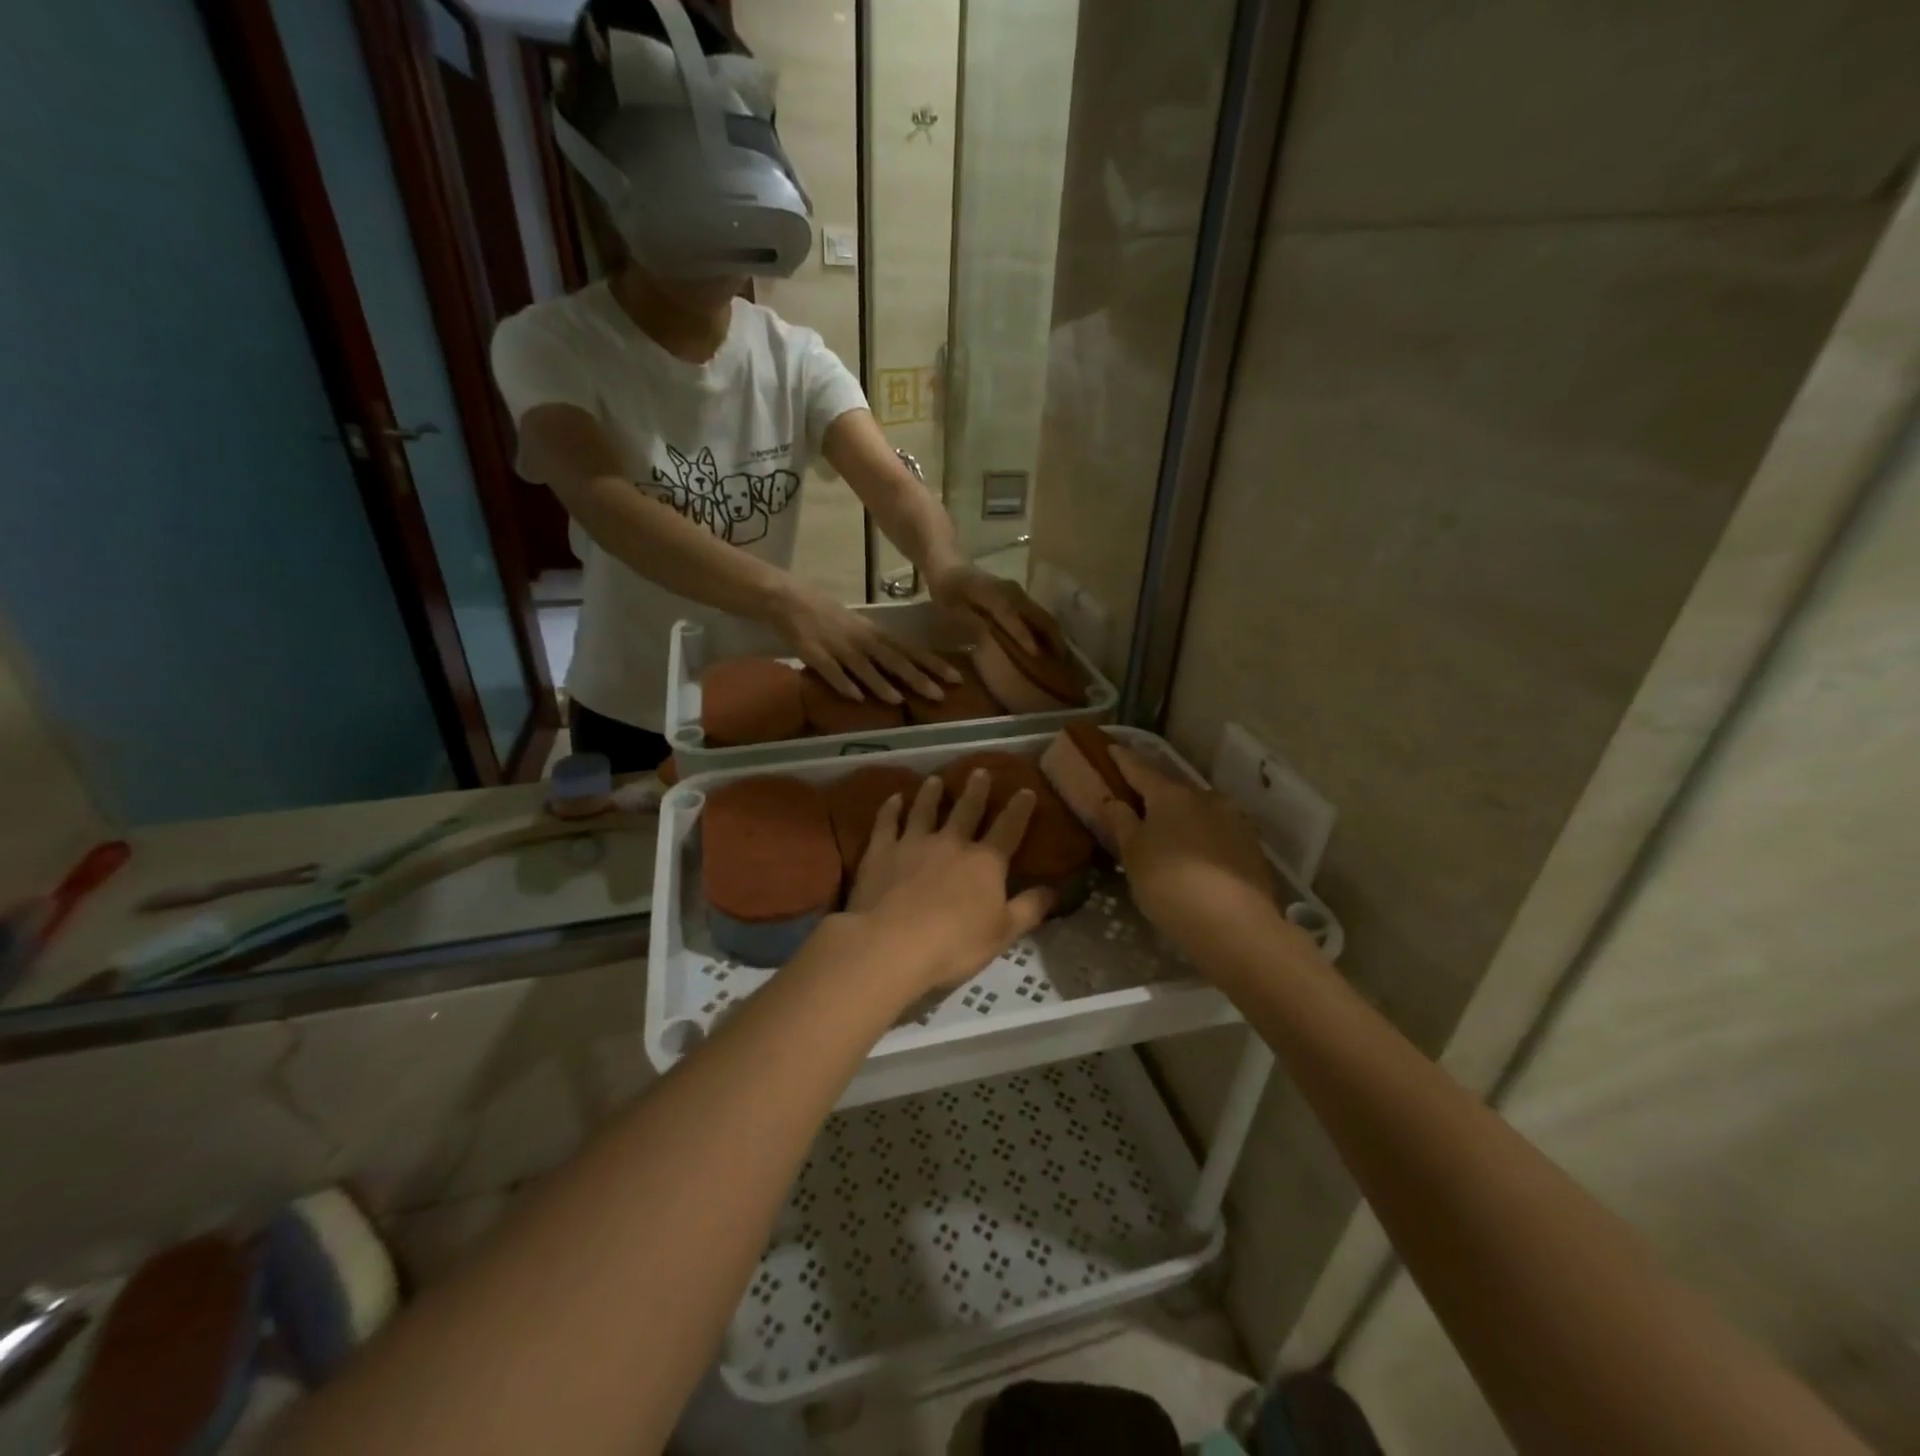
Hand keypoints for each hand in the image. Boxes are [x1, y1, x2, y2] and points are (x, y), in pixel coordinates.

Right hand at [768, 580, 960, 702]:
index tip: (956, 678)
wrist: (787, 598)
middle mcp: (861, 639)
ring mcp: (838, 646)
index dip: (933, 664)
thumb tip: (905, 665)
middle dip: (917, 678)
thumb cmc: (827, 613)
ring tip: (900, 700)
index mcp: (874, 632)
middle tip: (939, 695)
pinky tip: (855, 698)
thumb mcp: (859, 627)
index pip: (910, 650)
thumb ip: (880, 646)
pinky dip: (844, 683)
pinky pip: (831, 671)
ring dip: (881, 684)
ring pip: (864, 667)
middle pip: (894, 660)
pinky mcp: (814, 654)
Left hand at [847, 771, 1053, 996]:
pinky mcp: (881, 852)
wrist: (891, 944)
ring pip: (924, 810)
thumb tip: (1054, 890)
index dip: (1019, 810)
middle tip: (979, 771)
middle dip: (976, 791)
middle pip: (966, 811)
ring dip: (931, 794)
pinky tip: (893, 799)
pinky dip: (890, 809)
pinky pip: (887, 823)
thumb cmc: (955, 944)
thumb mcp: (1004, 933)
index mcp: (985, 862)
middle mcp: (951, 843)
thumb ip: (1030, 909)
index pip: (1008, 829)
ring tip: (935, 780)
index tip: (1025, 791)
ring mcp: (913, 843)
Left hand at [927, 564, 1066, 658]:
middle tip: (1062, 665)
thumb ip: (966, 622)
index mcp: (992, 593)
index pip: (1010, 614)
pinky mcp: (1021, 597)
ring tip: (1062, 660)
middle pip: (1038, 615)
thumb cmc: (947, 592)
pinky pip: (1038, 615)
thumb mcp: (949, 609)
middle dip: (1052, 639)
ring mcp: (1019, 593)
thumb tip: (985, 639)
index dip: (1022, 634)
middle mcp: (1011, 591)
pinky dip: (1047, 630)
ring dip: (1053, 636)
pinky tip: (1051, 647)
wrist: (950, 565)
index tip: (1036, 654)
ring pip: (1042, 615)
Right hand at [1100, 745, 1285, 962]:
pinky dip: (1201, 837)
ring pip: (1198, 811)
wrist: (1235, 926)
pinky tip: (1194, 855)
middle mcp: (1206, 798)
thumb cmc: (1170, 884)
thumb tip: (1112, 800)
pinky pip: (1216, 833)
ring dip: (1181, 816)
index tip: (1111, 747)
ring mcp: (1234, 822)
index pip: (1140, 768)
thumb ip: (1121, 822)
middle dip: (1154, 791)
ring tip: (1165, 831)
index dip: (1123, 759)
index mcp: (1171, 794)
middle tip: (1136, 798)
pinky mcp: (1251, 849)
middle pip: (1172, 789)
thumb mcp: (1133, 854)